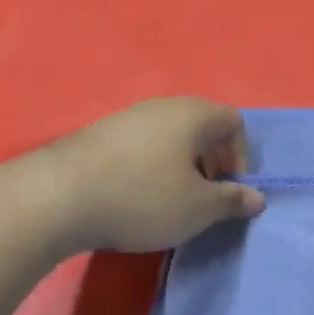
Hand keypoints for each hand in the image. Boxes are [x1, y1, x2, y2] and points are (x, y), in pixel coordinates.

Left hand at [16, 97, 265, 254]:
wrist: (56, 198)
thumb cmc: (142, 198)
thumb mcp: (199, 208)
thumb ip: (232, 201)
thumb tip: (256, 198)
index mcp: (192, 114)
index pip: (234, 121)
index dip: (241, 155)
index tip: (229, 188)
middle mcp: (161, 106)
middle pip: (201, 124)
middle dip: (212, 159)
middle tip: (205, 194)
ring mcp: (126, 117)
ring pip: (170, 134)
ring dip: (182, 164)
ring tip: (171, 198)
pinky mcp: (98, 134)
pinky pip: (141, 143)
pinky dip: (151, 165)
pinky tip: (137, 195)